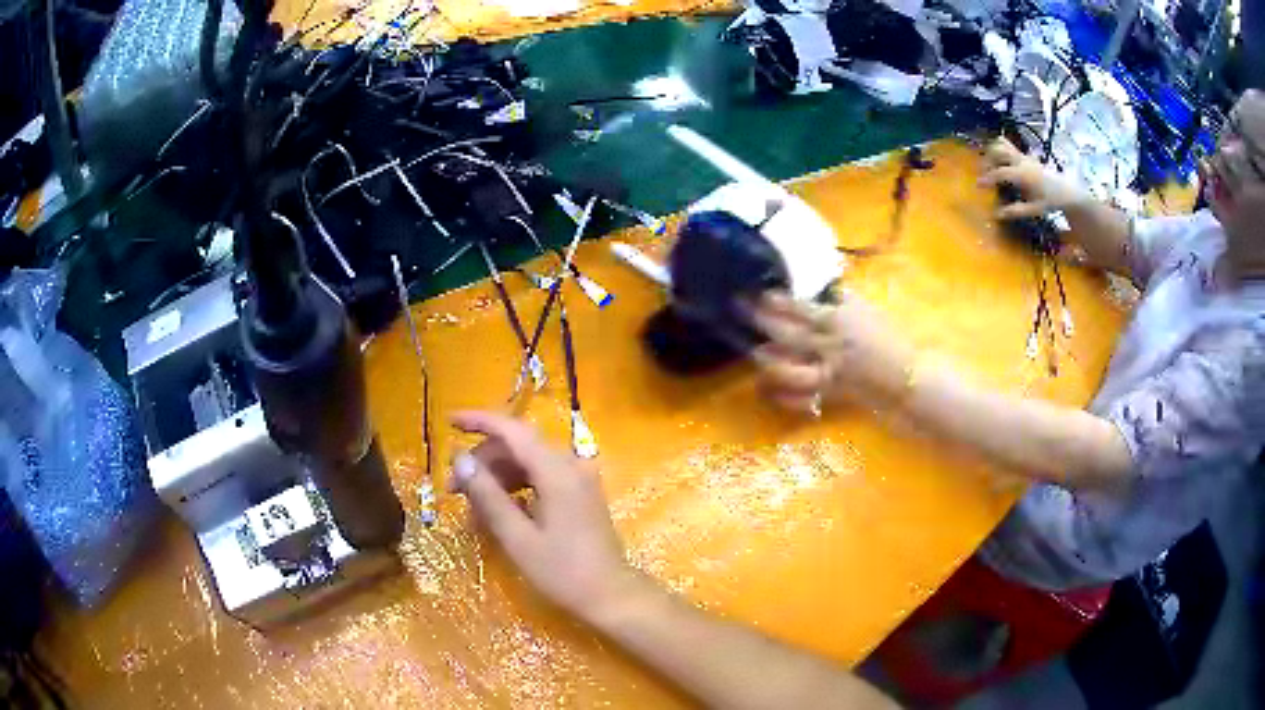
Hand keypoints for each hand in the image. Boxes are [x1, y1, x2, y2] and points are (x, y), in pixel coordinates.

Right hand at [449, 411, 648, 623]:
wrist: (611, 595)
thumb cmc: (563, 572)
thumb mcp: (518, 538)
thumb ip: (488, 495)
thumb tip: (460, 460)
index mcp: (557, 471)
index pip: (513, 429)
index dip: (479, 421)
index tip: (449, 422)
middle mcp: (571, 464)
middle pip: (518, 445)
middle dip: (483, 459)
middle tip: (454, 489)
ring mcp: (578, 477)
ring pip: (528, 460)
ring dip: (497, 475)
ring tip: (473, 505)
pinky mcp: (580, 492)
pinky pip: (541, 476)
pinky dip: (516, 486)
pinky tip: (499, 509)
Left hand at [749, 291, 913, 413]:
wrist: (906, 376)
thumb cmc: (888, 338)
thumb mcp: (867, 308)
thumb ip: (842, 297)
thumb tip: (818, 284)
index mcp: (839, 322)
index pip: (803, 310)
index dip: (778, 302)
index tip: (760, 294)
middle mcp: (829, 348)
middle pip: (790, 336)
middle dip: (763, 322)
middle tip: (742, 310)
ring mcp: (828, 374)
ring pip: (791, 371)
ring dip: (769, 362)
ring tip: (755, 352)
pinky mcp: (829, 396)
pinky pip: (801, 400)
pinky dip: (782, 397)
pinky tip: (767, 390)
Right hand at [978, 138, 1088, 219]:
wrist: (1066, 190)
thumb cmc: (1050, 201)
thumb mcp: (1034, 209)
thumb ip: (1016, 211)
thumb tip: (996, 215)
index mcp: (1023, 174)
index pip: (1000, 173)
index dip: (988, 178)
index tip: (977, 185)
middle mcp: (1021, 161)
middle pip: (998, 150)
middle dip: (988, 159)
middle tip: (984, 172)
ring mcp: (1023, 156)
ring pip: (1002, 144)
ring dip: (993, 151)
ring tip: (989, 164)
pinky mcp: (1025, 156)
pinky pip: (1009, 147)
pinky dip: (1000, 150)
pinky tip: (999, 161)